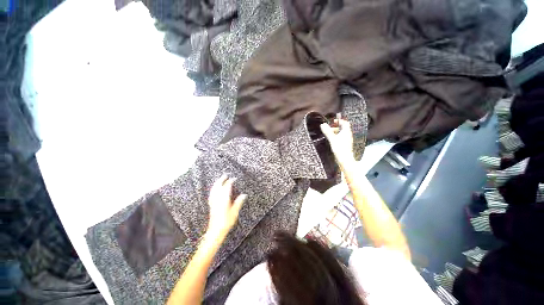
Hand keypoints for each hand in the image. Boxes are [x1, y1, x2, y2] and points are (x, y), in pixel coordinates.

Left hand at [206, 175, 246, 240]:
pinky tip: (214, 189)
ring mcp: (213, 202)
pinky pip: (211, 194)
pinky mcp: (211, 205)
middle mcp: (217, 199)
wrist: (215, 231)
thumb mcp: (234, 212)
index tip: (234, 178)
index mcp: (224, 199)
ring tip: (220, 180)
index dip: (230, 181)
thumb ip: (238, 202)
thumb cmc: (226, 222)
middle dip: (221, 180)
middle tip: (225, 175)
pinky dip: (213, 189)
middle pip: (218, 186)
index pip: (227, 187)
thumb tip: (244, 195)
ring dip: (217, 183)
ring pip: (214, 189)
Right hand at [320, 118, 354, 168]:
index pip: (344, 123)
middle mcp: (348, 135)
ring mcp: (347, 140)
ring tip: (329, 134)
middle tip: (329, 128)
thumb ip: (327, 131)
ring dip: (336, 132)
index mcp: (346, 132)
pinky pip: (341, 138)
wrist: (345, 159)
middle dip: (336, 127)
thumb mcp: (332, 139)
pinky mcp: (345, 145)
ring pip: (342, 133)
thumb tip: (322, 125)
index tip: (333, 121)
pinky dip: (336, 137)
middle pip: (343, 128)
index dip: (339, 120)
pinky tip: (332, 140)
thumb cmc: (340, 149)